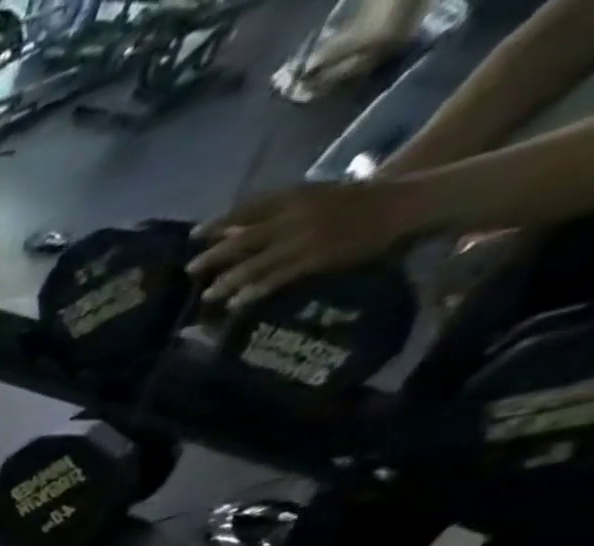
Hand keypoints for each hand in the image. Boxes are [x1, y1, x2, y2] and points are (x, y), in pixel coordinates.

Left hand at [190, 181, 416, 307]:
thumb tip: (235, 229)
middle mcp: (297, 215)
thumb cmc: (354, 201)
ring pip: (256, 262)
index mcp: (297, 195)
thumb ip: (277, 212)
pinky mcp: (317, 258)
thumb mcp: (314, 198)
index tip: (193, 235)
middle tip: (190, 270)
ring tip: (207, 296)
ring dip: (229, 280)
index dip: (220, 221)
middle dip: (214, 255)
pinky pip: (277, 278)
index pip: (249, 207)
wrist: (403, 203)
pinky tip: (237, 302)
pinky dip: (254, 290)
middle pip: (245, 237)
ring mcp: (306, 238)